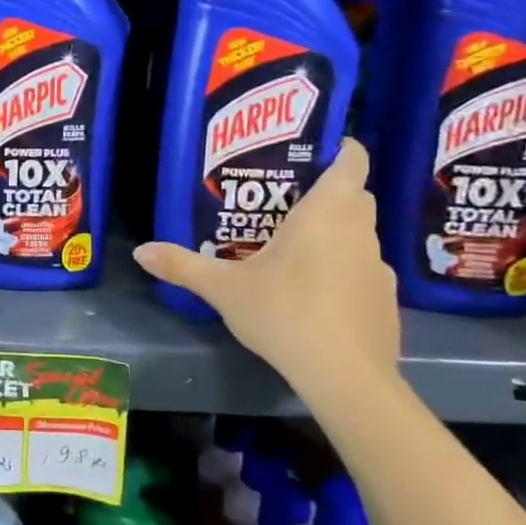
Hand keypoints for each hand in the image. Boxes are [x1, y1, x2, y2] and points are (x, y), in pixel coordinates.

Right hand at [133, 139, 399, 394]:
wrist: (345, 377)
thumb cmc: (284, 313)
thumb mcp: (224, 289)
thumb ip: (182, 265)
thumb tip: (139, 251)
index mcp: (327, 213)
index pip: (352, 161)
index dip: (341, 148)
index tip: (315, 149)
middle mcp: (360, 231)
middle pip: (355, 196)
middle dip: (329, 192)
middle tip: (285, 200)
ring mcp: (379, 267)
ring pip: (360, 234)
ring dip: (336, 233)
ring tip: (294, 248)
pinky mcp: (386, 300)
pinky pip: (364, 270)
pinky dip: (345, 270)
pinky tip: (316, 294)